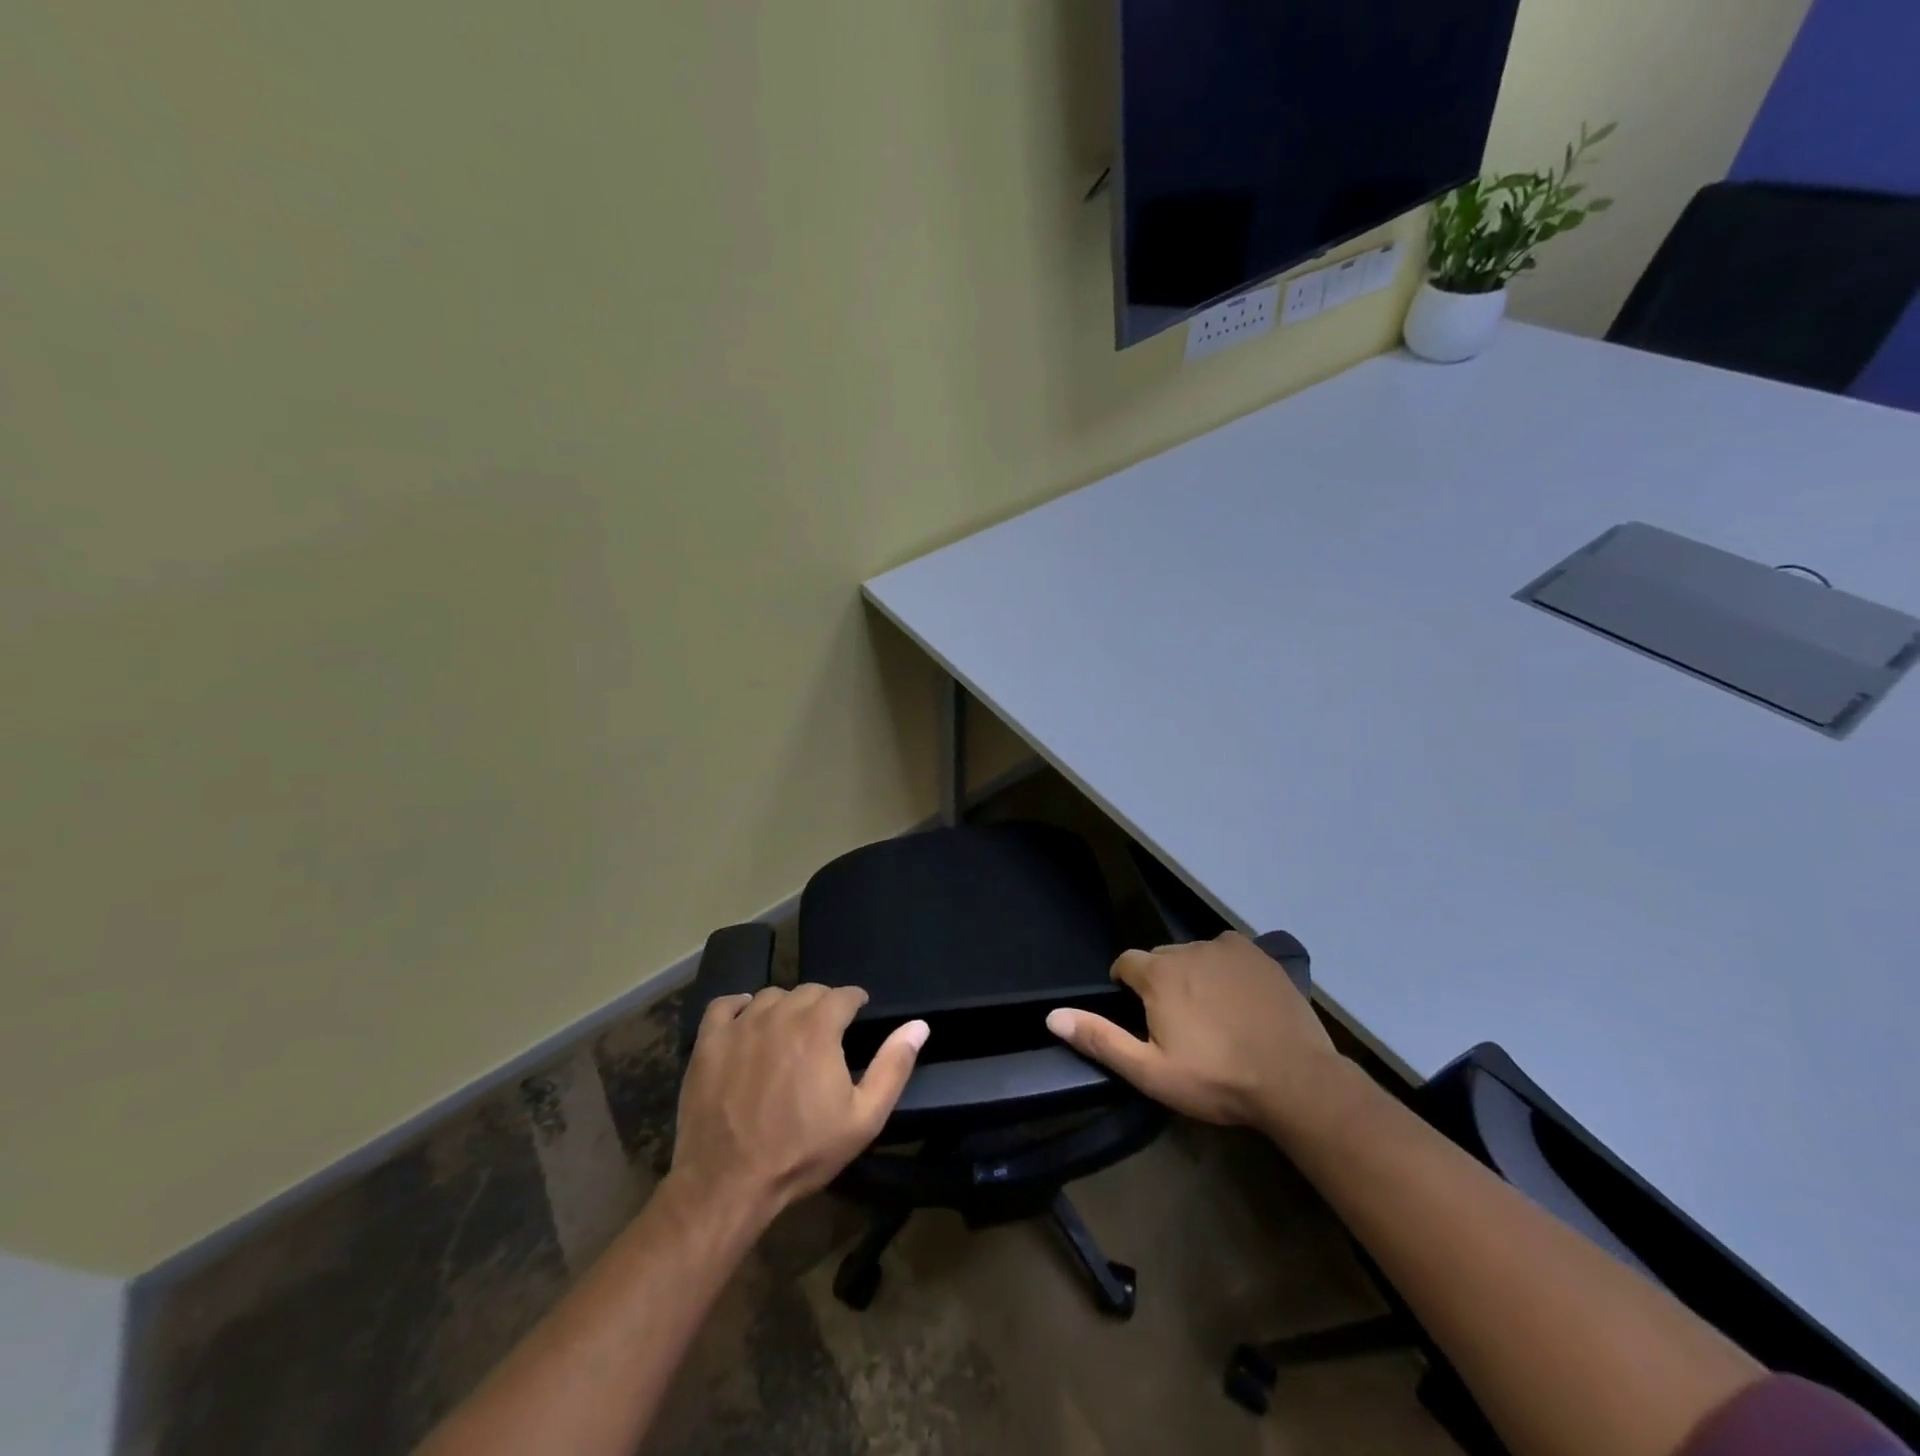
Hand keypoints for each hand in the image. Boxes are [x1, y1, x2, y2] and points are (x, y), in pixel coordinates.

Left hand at [671, 985, 927, 1219]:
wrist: (726, 1184)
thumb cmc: (801, 1152)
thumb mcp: (863, 1118)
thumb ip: (893, 1066)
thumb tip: (919, 1025)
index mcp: (819, 1027)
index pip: (844, 994)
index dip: (855, 1002)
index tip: (858, 1015)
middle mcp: (780, 1014)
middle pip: (808, 991)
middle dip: (823, 1005)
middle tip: (826, 1032)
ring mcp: (740, 1025)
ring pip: (770, 996)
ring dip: (785, 1007)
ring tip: (789, 1032)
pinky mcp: (708, 1042)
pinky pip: (725, 1005)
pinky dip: (739, 1007)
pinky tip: (746, 1022)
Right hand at [1046, 931, 1340, 1128]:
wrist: (1296, 1081)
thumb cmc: (1217, 1079)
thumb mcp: (1151, 1071)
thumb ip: (1100, 1039)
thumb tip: (1052, 1016)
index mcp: (1158, 974)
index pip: (1125, 964)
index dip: (1127, 988)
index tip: (1141, 1017)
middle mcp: (1188, 949)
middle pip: (1160, 960)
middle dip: (1160, 984)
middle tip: (1179, 1025)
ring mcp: (1227, 948)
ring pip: (1194, 955)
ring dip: (1193, 976)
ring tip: (1212, 1016)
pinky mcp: (1258, 955)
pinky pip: (1227, 953)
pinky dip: (1224, 969)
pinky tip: (1239, 1000)